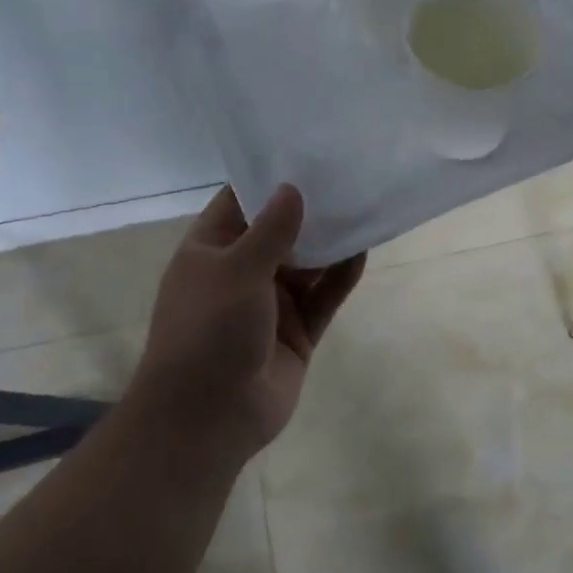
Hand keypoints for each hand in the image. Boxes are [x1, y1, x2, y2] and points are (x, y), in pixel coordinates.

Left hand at [130, 185, 364, 462]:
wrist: (208, 418)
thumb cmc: (209, 331)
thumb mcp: (236, 270)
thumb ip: (270, 230)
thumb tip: (292, 189)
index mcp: (211, 252)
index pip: (240, 204)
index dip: (269, 180)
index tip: (304, 154)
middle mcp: (240, 272)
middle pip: (279, 232)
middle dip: (309, 209)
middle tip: (346, 176)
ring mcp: (270, 303)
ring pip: (307, 264)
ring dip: (330, 242)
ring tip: (363, 205)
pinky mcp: (297, 331)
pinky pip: (323, 296)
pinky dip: (341, 276)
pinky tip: (363, 249)